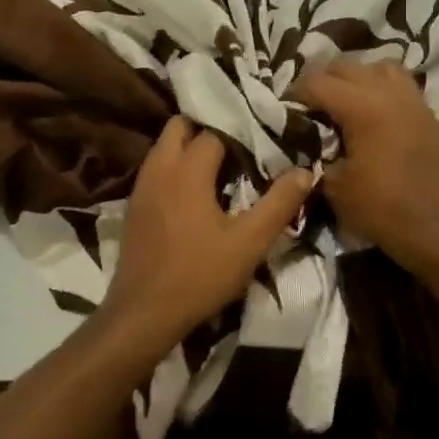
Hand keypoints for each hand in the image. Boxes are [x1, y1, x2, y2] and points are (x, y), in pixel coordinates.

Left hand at [103, 117, 312, 345]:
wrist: (143, 312)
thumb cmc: (200, 275)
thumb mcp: (249, 242)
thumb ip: (279, 203)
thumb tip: (304, 171)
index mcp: (187, 169)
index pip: (215, 130)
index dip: (240, 132)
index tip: (263, 141)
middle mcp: (159, 168)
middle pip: (180, 126)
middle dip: (208, 127)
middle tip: (239, 146)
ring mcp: (141, 186)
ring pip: (164, 146)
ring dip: (189, 146)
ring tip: (221, 166)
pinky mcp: (134, 206)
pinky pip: (156, 169)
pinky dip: (175, 167)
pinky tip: (195, 192)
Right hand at [292, 60, 438, 274]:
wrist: (432, 228)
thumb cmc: (378, 208)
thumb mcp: (334, 184)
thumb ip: (318, 151)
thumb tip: (310, 138)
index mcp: (363, 108)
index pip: (318, 83)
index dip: (296, 92)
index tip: (284, 106)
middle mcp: (389, 93)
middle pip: (347, 67)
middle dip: (323, 80)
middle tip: (309, 102)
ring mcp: (412, 101)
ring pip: (380, 67)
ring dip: (357, 77)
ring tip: (345, 97)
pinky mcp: (427, 114)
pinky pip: (401, 84)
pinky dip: (382, 88)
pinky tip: (372, 110)